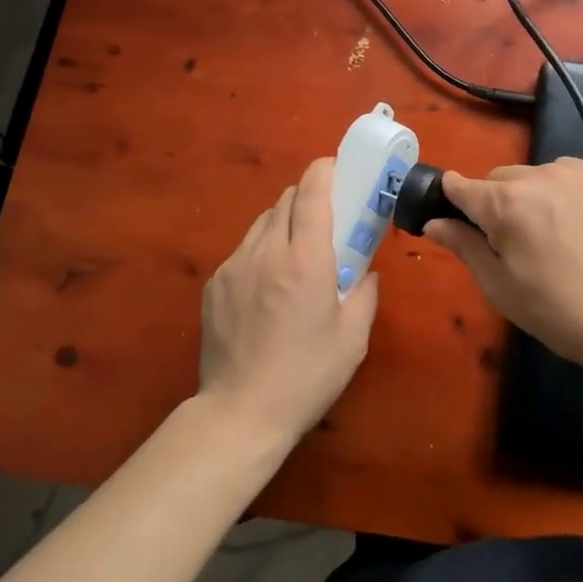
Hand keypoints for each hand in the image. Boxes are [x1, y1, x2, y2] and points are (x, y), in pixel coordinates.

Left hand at [198, 157, 378, 445]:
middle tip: (324, 221)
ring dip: (283, 224)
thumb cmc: (307, 376)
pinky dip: (261, 252)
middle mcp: (267, 251)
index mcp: (306, 259)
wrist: (239, 414)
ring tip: (294, 255)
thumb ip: (366, 295)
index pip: (312, 193)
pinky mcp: (214, 284)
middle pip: (285, 199)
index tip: (336, 167)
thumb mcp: (353, 339)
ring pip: (262, 222)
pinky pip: (243, 250)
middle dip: (307, 198)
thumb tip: (368, 273)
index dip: (324, 170)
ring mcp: (234, 265)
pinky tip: (267, 287)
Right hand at [426, 158, 582, 366]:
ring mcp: (577, 173)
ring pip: (533, 175)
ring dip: (530, 195)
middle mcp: (539, 175)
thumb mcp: (500, 286)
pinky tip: (577, 226)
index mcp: (506, 203)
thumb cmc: (558, 312)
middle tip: (512, 243)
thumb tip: (434, 222)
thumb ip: (463, 246)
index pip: (461, 185)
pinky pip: (566, 175)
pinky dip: (561, 192)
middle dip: (496, 203)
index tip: (454, 217)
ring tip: (551, 236)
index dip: (452, 200)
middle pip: (498, 179)